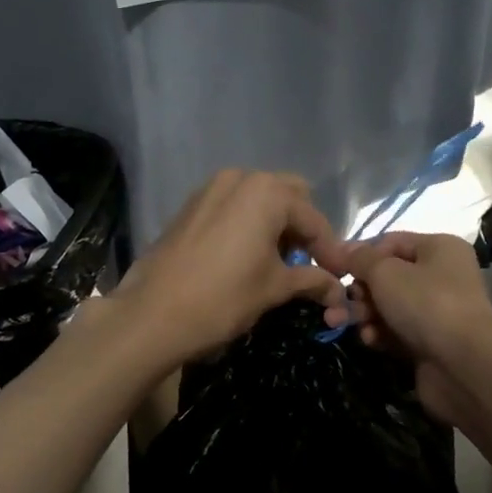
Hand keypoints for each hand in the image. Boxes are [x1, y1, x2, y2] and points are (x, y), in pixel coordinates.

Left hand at [111, 170, 346, 369]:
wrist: (152, 314)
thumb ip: (312, 281)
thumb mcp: (274, 289)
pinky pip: (232, 206)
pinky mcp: (190, 206)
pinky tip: (247, 256)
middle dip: (302, 229)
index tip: (339, 278)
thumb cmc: (223, 298)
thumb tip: (338, 291)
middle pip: (288, 197)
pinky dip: (248, 225)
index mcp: (267, 192)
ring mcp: (210, 188)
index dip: (330, 251)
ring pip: (258, 199)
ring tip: (278, 262)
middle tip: (307, 264)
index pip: (313, 219)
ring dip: (275, 225)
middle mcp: (240, 178)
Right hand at [324, 231, 491, 425]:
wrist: (464, 366)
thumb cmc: (426, 304)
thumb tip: (343, 250)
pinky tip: (371, 341)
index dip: (361, 255)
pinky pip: (397, 332)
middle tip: (339, 305)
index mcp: (439, 249)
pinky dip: (381, 334)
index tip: (334, 270)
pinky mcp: (431, 342)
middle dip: (359, 291)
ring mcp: (438, 312)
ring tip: (346, 325)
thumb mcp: (385, 272)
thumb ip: (360, 259)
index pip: (391, 242)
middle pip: (388, 277)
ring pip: (389, 306)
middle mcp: (442, 276)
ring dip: (365, 315)